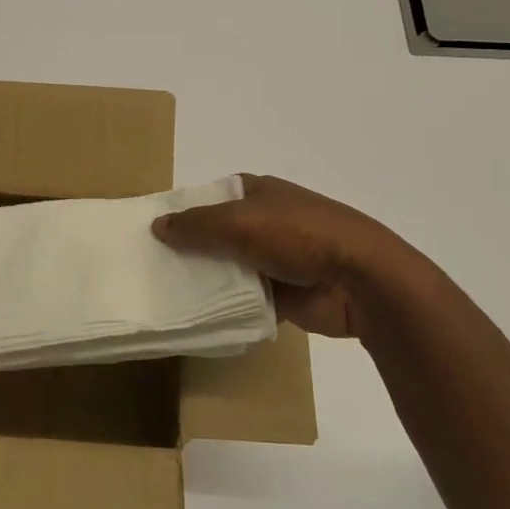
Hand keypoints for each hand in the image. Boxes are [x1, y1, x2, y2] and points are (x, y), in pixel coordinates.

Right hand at [151, 174, 445, 338]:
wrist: (361, 280)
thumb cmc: (300, 234)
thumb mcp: (240, 221)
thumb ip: (196, 225)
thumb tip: (157, 225)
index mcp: (257, 192)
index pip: (209, 197)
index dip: (183, 211)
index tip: (151, 231)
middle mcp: (263, 221)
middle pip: (215, 234)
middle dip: (188, 249)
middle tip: (149, 267)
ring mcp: (274, 258)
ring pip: (227, 268)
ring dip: (205, 280)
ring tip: (164, 294)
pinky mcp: (282, 294)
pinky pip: (243, 298)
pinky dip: (225, 306)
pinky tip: (196, 316)